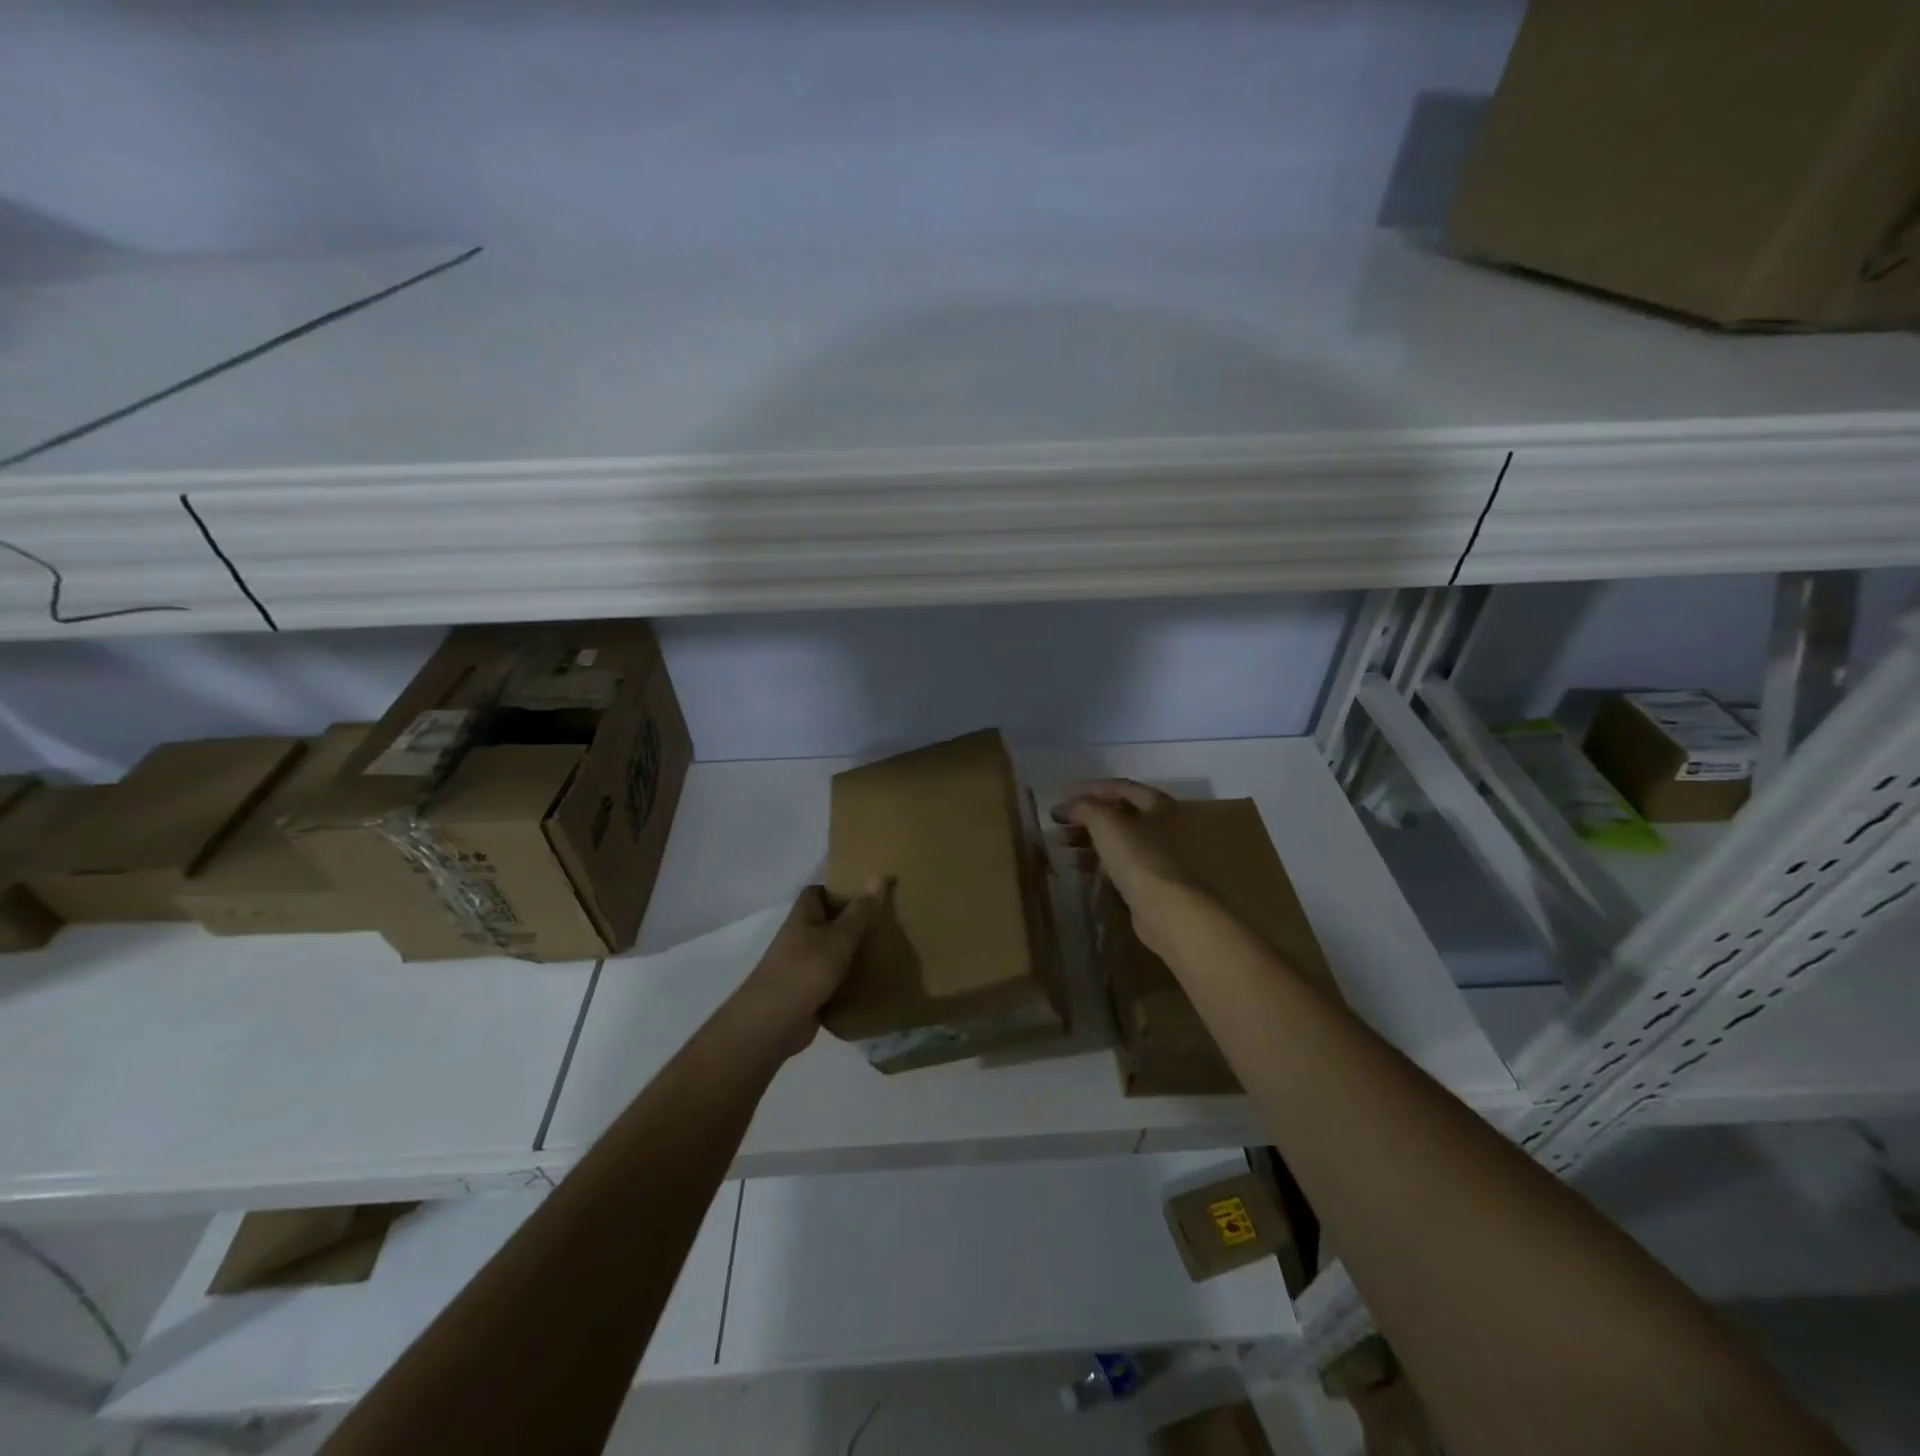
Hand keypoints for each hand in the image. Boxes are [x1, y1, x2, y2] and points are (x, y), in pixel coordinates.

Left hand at [731, 881, 887, 1059]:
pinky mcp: (807, 993)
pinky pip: (832, 980)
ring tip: (885, 947)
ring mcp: (801, 967)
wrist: (773, 1023)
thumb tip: (880, 875)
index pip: (817, 892)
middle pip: (826, 922)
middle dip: (852, 920)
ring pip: (831, 952)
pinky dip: (848, 980)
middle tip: (885, 918)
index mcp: (802, 917)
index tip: (867, 890)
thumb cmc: (805, 970)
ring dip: (851, 952)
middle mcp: (799, 938)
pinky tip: (872, 980)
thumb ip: (860, 911)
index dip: (838, 888)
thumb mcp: (839, 937)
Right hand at [1051, 779, 1200, 946]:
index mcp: (1159, 805)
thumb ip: (1083, 806)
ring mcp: (1156, 855)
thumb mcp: (1105, 822)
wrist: (1166, 909)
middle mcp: (1162, 826)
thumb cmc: (1139, 857)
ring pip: (1115, 840)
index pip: (1119, 787)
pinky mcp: (1148, 881)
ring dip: (1086, 839)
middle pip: (1117, 814)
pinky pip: (1117, 862)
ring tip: (1059, 843)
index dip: (1088, 789)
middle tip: (1057, 823)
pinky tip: (1075, 863)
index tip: (1061, 796)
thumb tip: (1066, 806)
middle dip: (1084, 817)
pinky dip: (1096, 859)